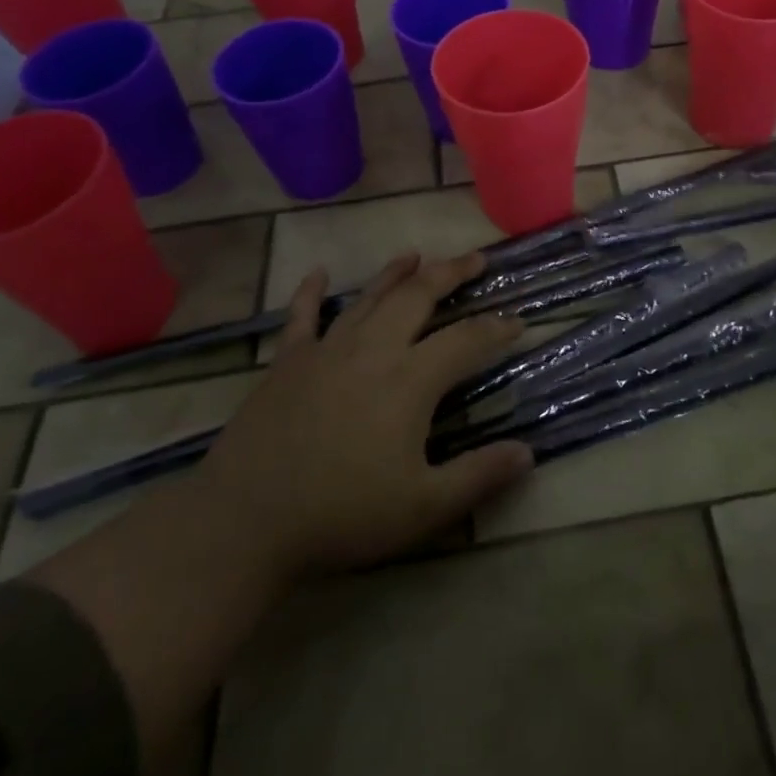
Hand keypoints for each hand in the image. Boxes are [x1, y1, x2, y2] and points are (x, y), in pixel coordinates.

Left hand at [198, 251, 533, 579]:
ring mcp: (326, 350)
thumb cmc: (342, 514)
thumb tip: (529, 453)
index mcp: (410, 379)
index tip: (518, 321)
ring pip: (369, 297)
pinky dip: (311, 292)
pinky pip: (302, 316)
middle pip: (418, 296)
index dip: (497, 328)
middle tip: (476, 259)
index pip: (467, 339)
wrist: (246, 521)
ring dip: (395, 273)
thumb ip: (479, 476)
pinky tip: (319, 274)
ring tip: (416, 255)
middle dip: (451, 273)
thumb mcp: (423, 507)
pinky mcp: (288, 361)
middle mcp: (373, 349)